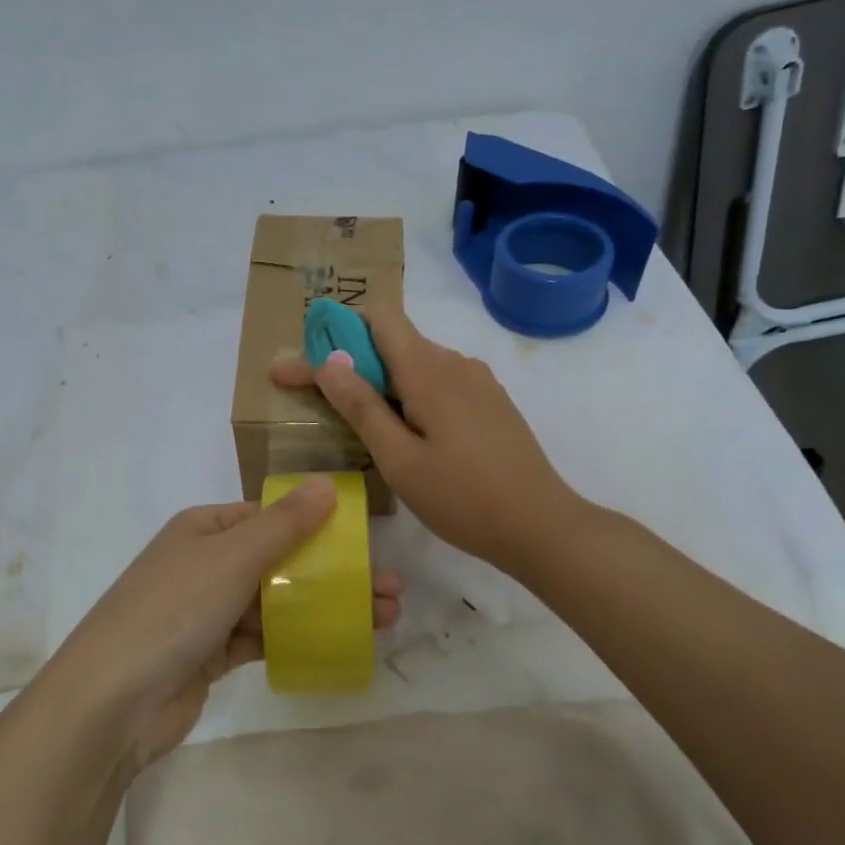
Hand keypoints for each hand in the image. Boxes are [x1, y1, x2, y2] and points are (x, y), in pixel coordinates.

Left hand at [40, 478, 402, 770]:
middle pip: (281, 560)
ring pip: (278, 601)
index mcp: (204, 529)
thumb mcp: (231, 557)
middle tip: (391, 589)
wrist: (112, 702)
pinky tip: (341, 642)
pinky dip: (298, 637)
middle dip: (335, 572)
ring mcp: (208, 610)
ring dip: (326, 606)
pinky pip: (264, 637)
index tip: (366, 543)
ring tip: (383, 617)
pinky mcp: (212, 653)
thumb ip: (283, 523)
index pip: (270, 516)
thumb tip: (327, 484)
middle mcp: (206, 563)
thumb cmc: (172, 611)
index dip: (320, 526)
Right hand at [272, 302, 582, 573]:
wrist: (540, 526)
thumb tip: (327, 363)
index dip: (336, 331)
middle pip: (393, 342)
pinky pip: (439, 384)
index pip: (379, 317)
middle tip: (312, 399)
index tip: (304, 362)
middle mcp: (455, 362)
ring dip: (380, 384)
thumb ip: (362, 407)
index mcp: (430, 370)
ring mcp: (478, 382)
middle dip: (349, 364)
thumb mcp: (400, 459)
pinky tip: (404, 435)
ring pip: (416, 366)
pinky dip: (409, 398)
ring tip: (356, 424)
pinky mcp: (490, 403)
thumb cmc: (462, 498)